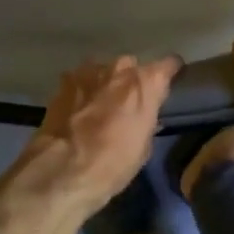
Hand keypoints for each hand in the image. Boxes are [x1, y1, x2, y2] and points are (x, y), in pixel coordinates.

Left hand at [9, 55, 182, 213]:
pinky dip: (83, 90)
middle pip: (132, 66)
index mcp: (146, 83)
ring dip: (105, 83)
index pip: (169, 65)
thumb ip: (148, 121)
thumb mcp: (143, 147)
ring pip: (104, 70)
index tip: (168, 83)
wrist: (63, 168)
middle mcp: (120, 69)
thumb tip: (146, 116)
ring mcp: (89, 71)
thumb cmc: (113, 163)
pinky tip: (78, 107)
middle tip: (127, 102)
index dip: (170, 73)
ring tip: (100, 105)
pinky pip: (81, 79)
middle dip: (131, 81)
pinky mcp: (65, 80)